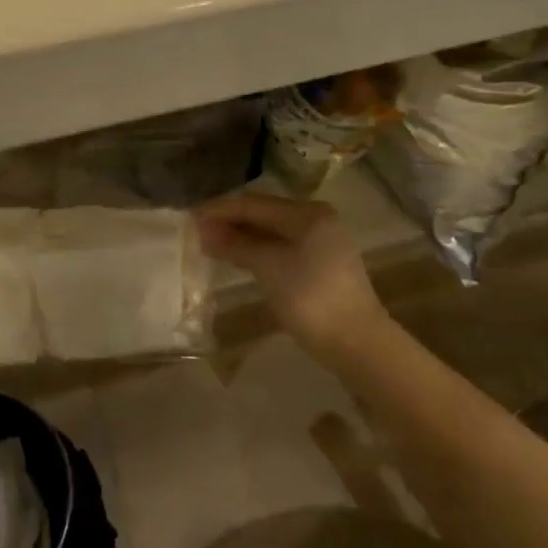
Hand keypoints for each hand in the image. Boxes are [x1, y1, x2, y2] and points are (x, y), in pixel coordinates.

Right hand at [194, 194, 381, 363]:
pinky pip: (282, 248)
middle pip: (264, 214)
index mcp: (307, 213)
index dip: (220, 210)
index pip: (254, 203)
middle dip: (230, 222)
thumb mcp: (268, 267)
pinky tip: (240, 259)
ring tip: (212, 245)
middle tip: (197, 232)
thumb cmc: (310, 298)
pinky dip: (258, 250)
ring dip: (242, 237)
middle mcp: (316, 220)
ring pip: (272, 232)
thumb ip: (235, 244)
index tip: (190, 217)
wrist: (357, 344)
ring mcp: (322, 243)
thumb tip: (202, 230)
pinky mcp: (322, 266)